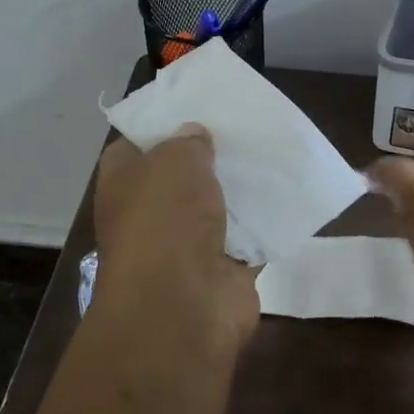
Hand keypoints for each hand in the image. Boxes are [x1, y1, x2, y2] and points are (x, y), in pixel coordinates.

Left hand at [93, 126, 259, 346]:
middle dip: (212, 155)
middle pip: (183, 175)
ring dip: (241, 188)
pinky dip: (266, 222)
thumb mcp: (174, 161)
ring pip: (218, 206)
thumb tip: (195, 136)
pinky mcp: (223, 269)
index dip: (165, 124)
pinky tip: (289, 192)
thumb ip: (188, 142)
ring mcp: (187, 244)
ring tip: (273, 151)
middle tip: (245, 126)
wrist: (181, 307)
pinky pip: (249, 237)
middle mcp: (151, 213)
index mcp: (124, 183)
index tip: (199, 106)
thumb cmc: (164, 221)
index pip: (138, 144)